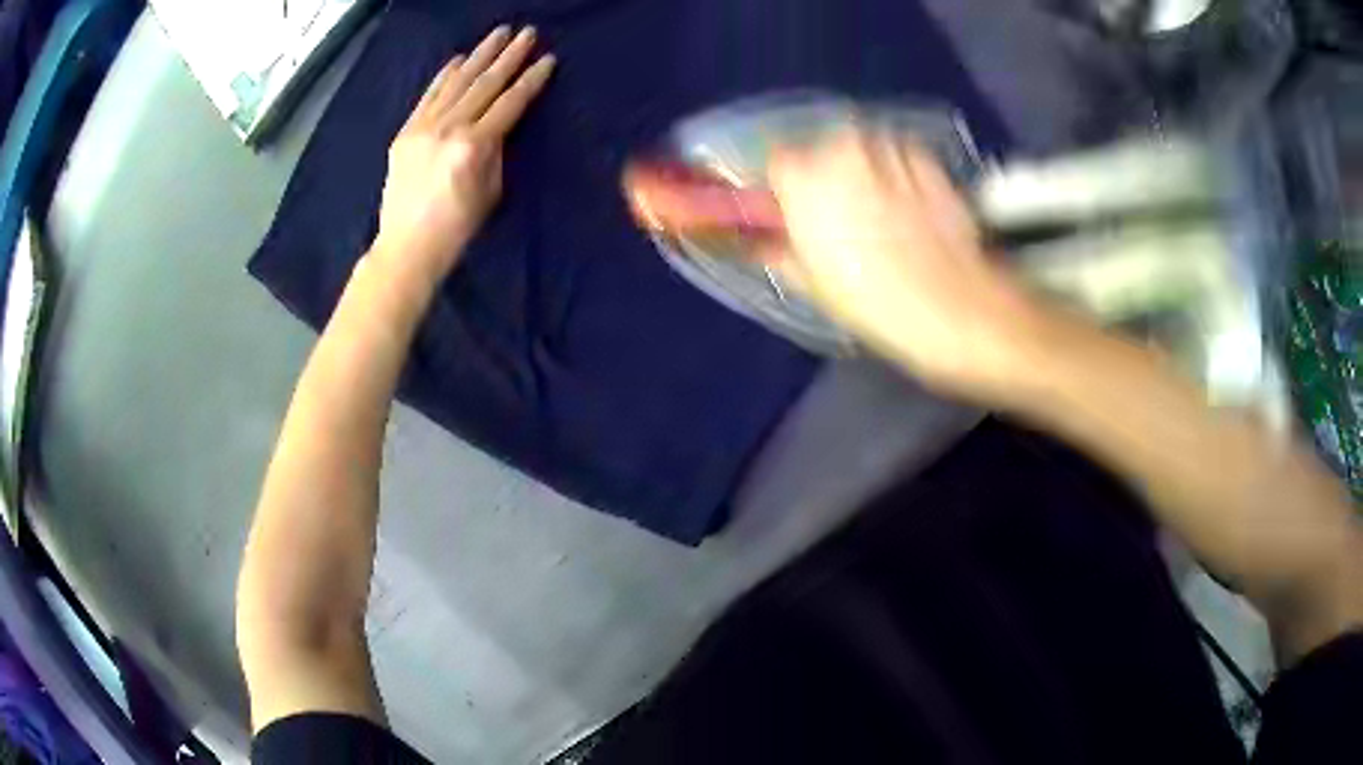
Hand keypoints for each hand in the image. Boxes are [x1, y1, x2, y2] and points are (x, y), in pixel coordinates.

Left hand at [372, 26, 554, 282]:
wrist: (407, 246)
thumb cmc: (457, 228)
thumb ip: (496, 151)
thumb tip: (498, 125)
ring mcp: (423, 127)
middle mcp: (449, 128)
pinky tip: (458, 58)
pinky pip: (428, 96)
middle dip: (509, 56)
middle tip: (527, 32)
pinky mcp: (406, 132)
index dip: (531, 80)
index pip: (510, 103)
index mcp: (475, 146)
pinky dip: (444, 76)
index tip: (548, 59)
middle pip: (485, 84)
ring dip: (480, 55)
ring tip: (498, 34)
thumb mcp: (491, 191)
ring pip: (457, 82)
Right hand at [767, 129, 1047, 398]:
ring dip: (862, 174)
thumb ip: (774, 248)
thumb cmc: (871, 300)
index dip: (782, 188)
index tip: (790, 212)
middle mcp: (841, 146)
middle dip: (823, 178)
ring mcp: (889, 148)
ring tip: (878, 216)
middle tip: (837, 220)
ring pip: (861, 152)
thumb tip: (756, 239)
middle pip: (819, 152)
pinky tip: (908, 210)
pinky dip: (896, 175)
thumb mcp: (809, 282)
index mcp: (801, 175)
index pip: (775, 162)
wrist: (955, 306)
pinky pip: (898, 158)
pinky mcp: (927, 158)